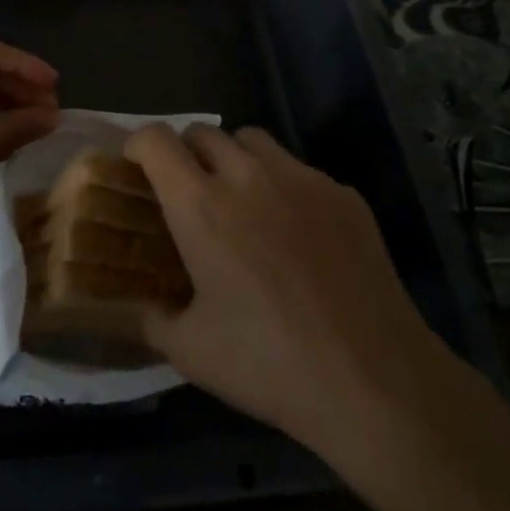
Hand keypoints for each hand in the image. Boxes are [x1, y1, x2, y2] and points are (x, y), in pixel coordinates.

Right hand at [125, 124, 440, 455]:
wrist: (373, 379)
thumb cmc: (270, 364)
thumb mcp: (192, 352)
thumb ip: (154, 318)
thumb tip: (143, 304)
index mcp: (201, 205)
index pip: (155, 140)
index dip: (138, 144)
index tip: (136, 166)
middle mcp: (247, 175)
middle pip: (203, 131)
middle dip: (186, 152)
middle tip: (189, 190)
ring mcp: (300, 178)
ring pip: (253, 140)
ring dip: (234, 157)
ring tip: (241, 199)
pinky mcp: (342, 192)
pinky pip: (300, 170)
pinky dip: (284, 187)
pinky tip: (298, 235)